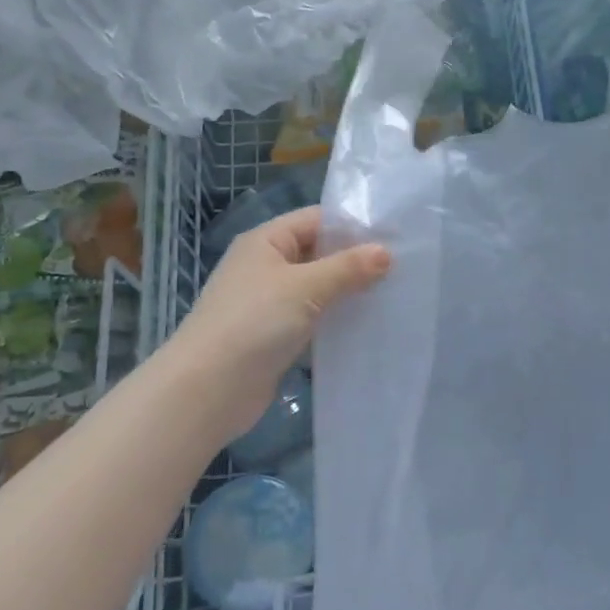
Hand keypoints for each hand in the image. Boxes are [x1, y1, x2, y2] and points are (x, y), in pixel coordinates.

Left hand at [166, 206, 390, 442]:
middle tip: (401, 268)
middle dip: (355, 260)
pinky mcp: (274, 337)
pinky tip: (366, 326)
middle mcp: (265, 266)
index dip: (353, 225)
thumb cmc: (254, 322)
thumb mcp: (305, 287)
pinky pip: (312, 319)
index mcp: (266, 241)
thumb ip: (347, 268)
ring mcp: (269, 303)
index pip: (316, 220)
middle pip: (318, 253)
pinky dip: (335, 320)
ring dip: (347, 292)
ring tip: (392, 295)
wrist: (208, 389)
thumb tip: (386, 252)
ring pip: (317, 288)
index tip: (395, 236)